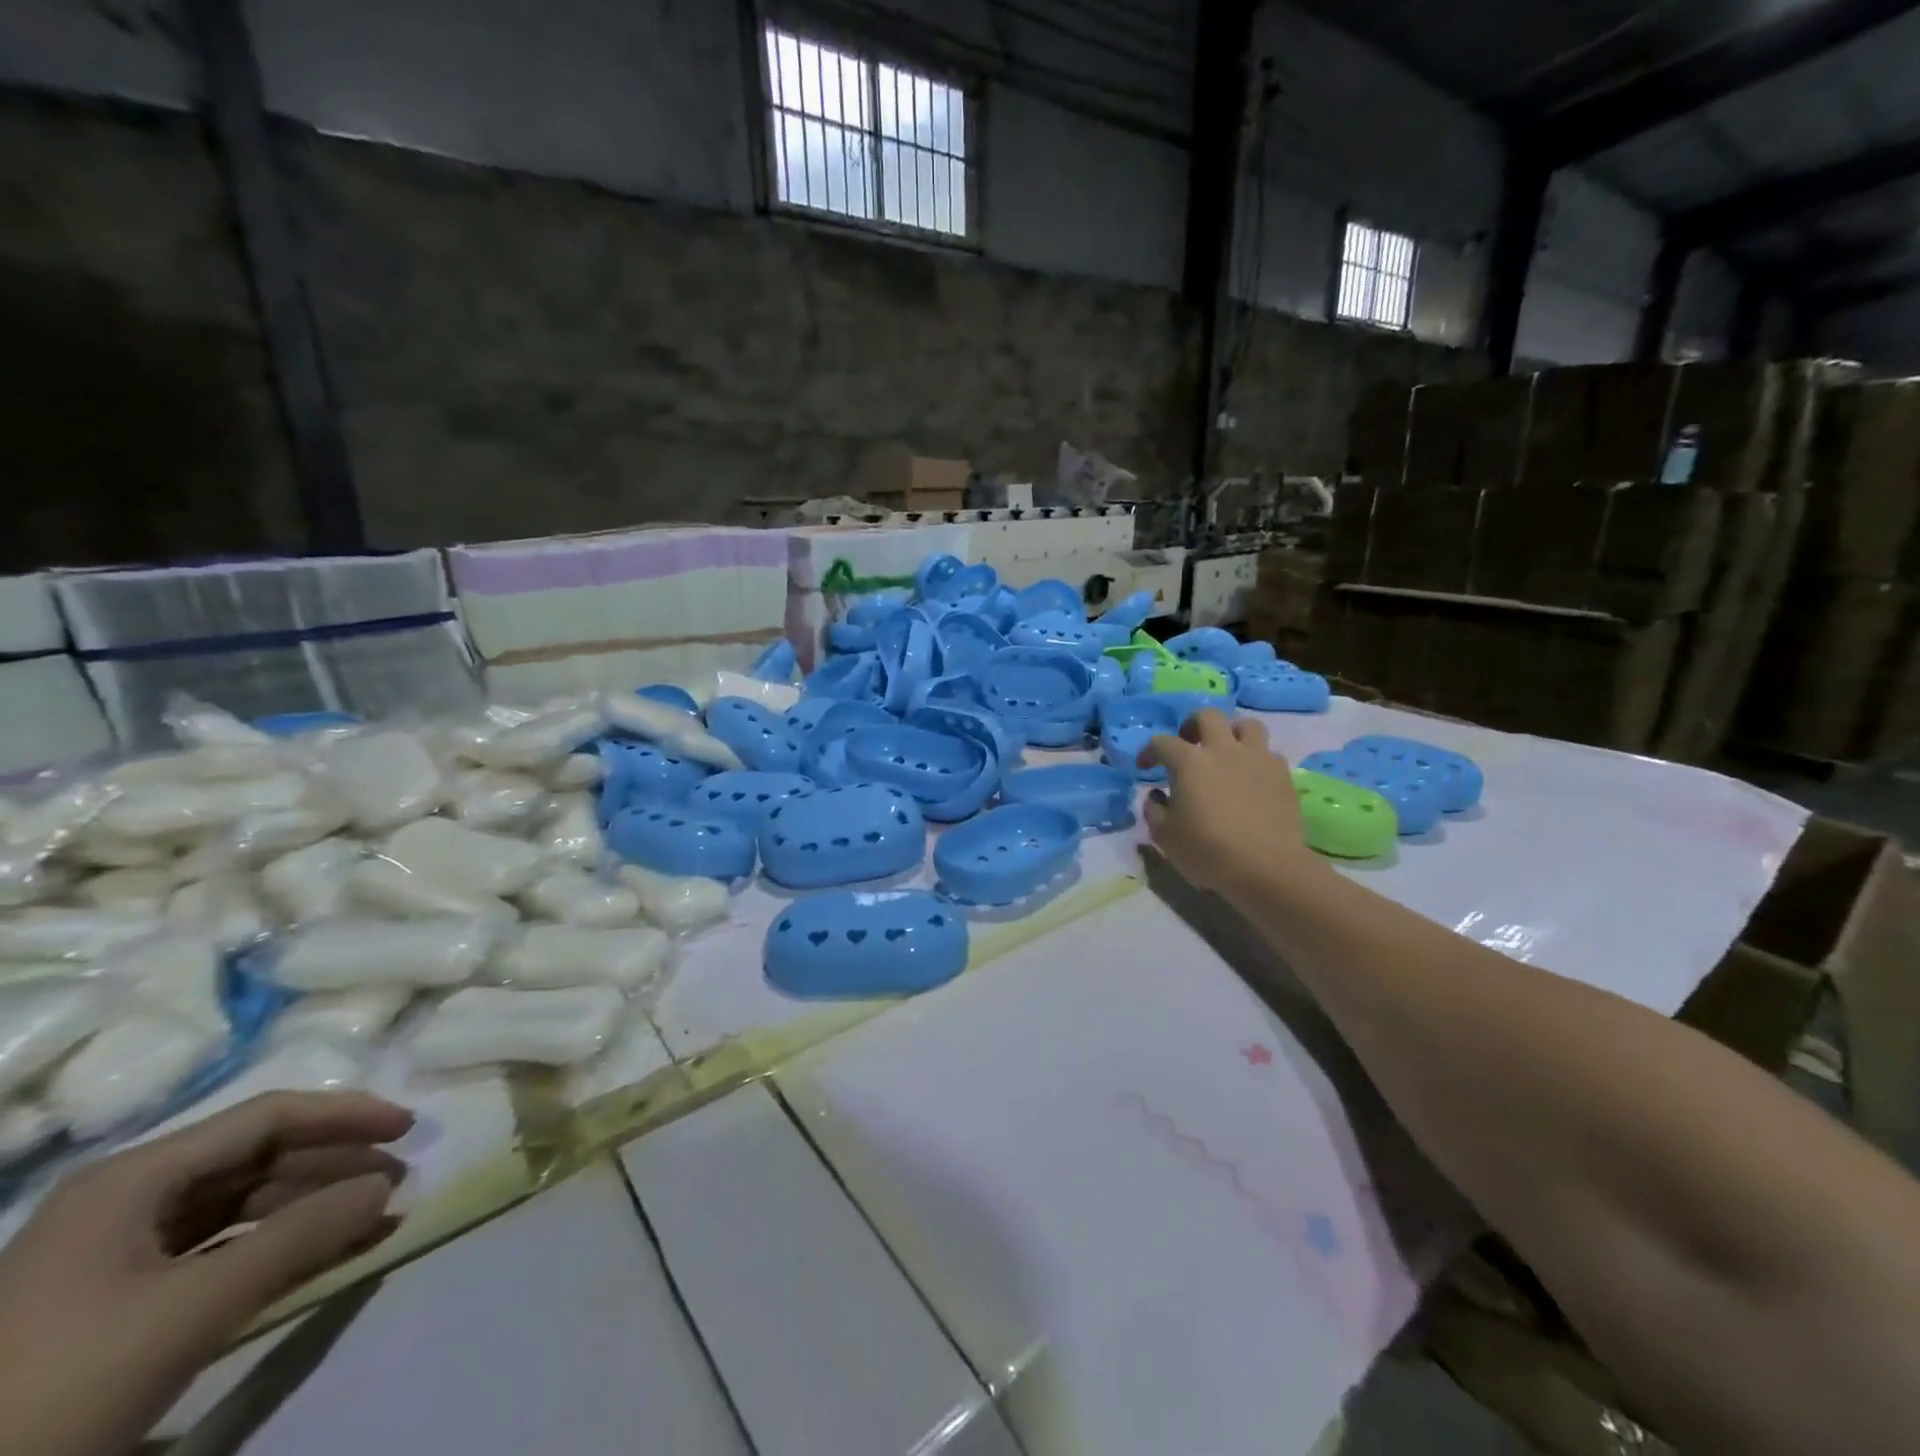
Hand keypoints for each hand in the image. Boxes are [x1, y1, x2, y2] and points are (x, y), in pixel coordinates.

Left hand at [0, 1091, 412, 1455]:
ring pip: (241, 1204)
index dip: (346, 1114)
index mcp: (133, 1178)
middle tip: (398, 1178)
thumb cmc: (61, 1384)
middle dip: (334, 1164)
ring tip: (374, 1217)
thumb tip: (387, 1183)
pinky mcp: (112, 1299)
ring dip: (313, 1207)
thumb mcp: (193, 1308)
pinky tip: (322, 1254)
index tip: (408, 1126)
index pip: (267, 1116)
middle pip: (256, 1156)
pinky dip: (277, 1246)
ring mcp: (113, 1251)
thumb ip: (303, 1235)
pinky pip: (218, 1249)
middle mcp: (126, 1198)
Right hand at [1139, 709, 1325, 902]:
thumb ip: (1154, 810)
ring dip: (1232, 733)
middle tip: (1188, 744)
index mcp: (1190, 761)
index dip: (1149, 751)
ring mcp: (1257, 759)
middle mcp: (1223, 750)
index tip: (1144, 767)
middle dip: (1192, 725)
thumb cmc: (1207, 850)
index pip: (1162, 742)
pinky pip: (1268, 753)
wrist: (1266, 867)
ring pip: (1246, 725)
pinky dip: (1255, 759)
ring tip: (1225, 752)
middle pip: (1208, 716)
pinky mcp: (1282, 775)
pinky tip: (1251, 778)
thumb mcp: (1165, 836)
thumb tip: (1157, 796)